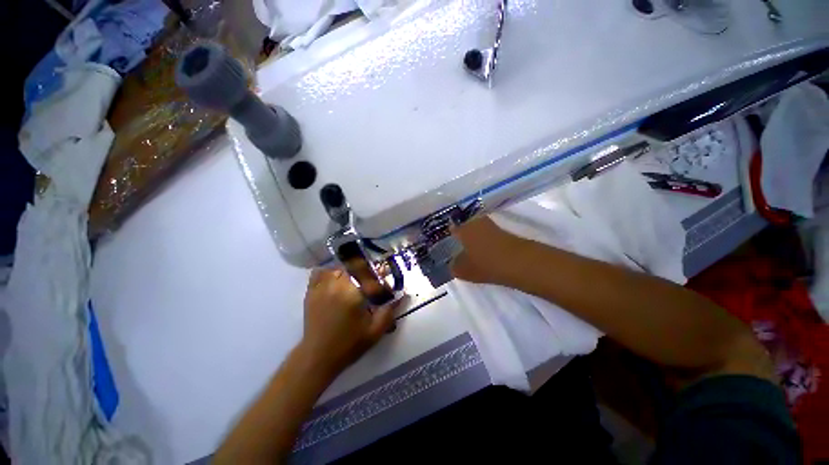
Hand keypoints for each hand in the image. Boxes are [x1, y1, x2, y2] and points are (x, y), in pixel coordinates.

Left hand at [301, 269, 397, 375]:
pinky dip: (329, 272)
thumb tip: (402, 296)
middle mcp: (335, 284)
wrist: (317, 357)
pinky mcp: (311, 292)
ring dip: (348, 270)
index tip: (384, 278)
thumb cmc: (348, 345)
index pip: (369, 273)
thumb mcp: (375, 331)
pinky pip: (320, 272)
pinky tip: (335, 280)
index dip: (379, 273)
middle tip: (370, 282)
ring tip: (354, 280)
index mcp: (351, 293)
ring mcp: (321, 287)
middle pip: (353, 266)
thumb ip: (389, 311)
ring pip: (338, 267)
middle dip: (365, 271)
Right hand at [451, 216, 522, 283]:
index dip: (449, 235)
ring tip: (470, 251)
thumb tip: (451, 263)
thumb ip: (454, 266)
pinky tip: (484, 252)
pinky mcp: (504, 232)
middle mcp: (476, 222)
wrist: (519, 262)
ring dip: (475, 238)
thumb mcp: (463, 270)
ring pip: (478, 231)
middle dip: (462, 235)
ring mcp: (491, 225)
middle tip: (457, 246)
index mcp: (463, 228)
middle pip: (465, 227)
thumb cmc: (485, 264)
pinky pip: (489, 236)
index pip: (452, 228)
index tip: (447, 242)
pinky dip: (485, 242)